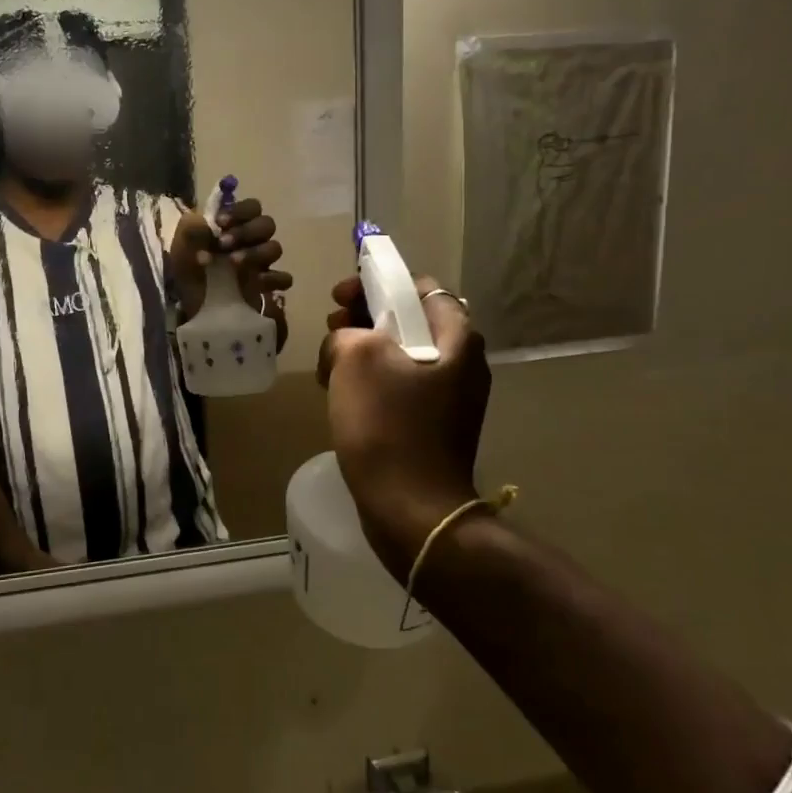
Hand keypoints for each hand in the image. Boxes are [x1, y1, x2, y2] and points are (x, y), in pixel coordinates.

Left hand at [166, 195, 292, 315]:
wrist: (191, 309)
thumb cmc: (188, 273)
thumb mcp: (182, 249)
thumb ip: (192, 230)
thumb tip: (207, 221)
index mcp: (234, 228)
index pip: (251, 208)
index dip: (240, 211)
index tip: (220, 222)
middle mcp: (251, 242)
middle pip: (266, 224)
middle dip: (246, 231)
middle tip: (223, 244)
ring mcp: (261, 264)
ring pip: (275, 248)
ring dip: (255, 252)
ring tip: (233, 263)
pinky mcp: (267, 288)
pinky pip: (284, 278)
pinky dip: (273, 278)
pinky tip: (255, 283)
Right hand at [316, 275, 490, 578]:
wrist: (411, 509)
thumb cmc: (388, 425)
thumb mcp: (356, 359)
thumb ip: (348, 332)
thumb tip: (346, 343)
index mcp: (456, 339)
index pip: (421, 288)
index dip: (378, 283)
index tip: (342, 297)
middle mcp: (462, 363)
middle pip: (409, 322)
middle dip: (365, 319)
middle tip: (332, 329)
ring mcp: (450, 399)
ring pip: (400, 357)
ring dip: (362, 353)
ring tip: (329, 368)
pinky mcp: (433, 427)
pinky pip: (399, 389)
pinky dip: (371, 384)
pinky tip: (342, 398)